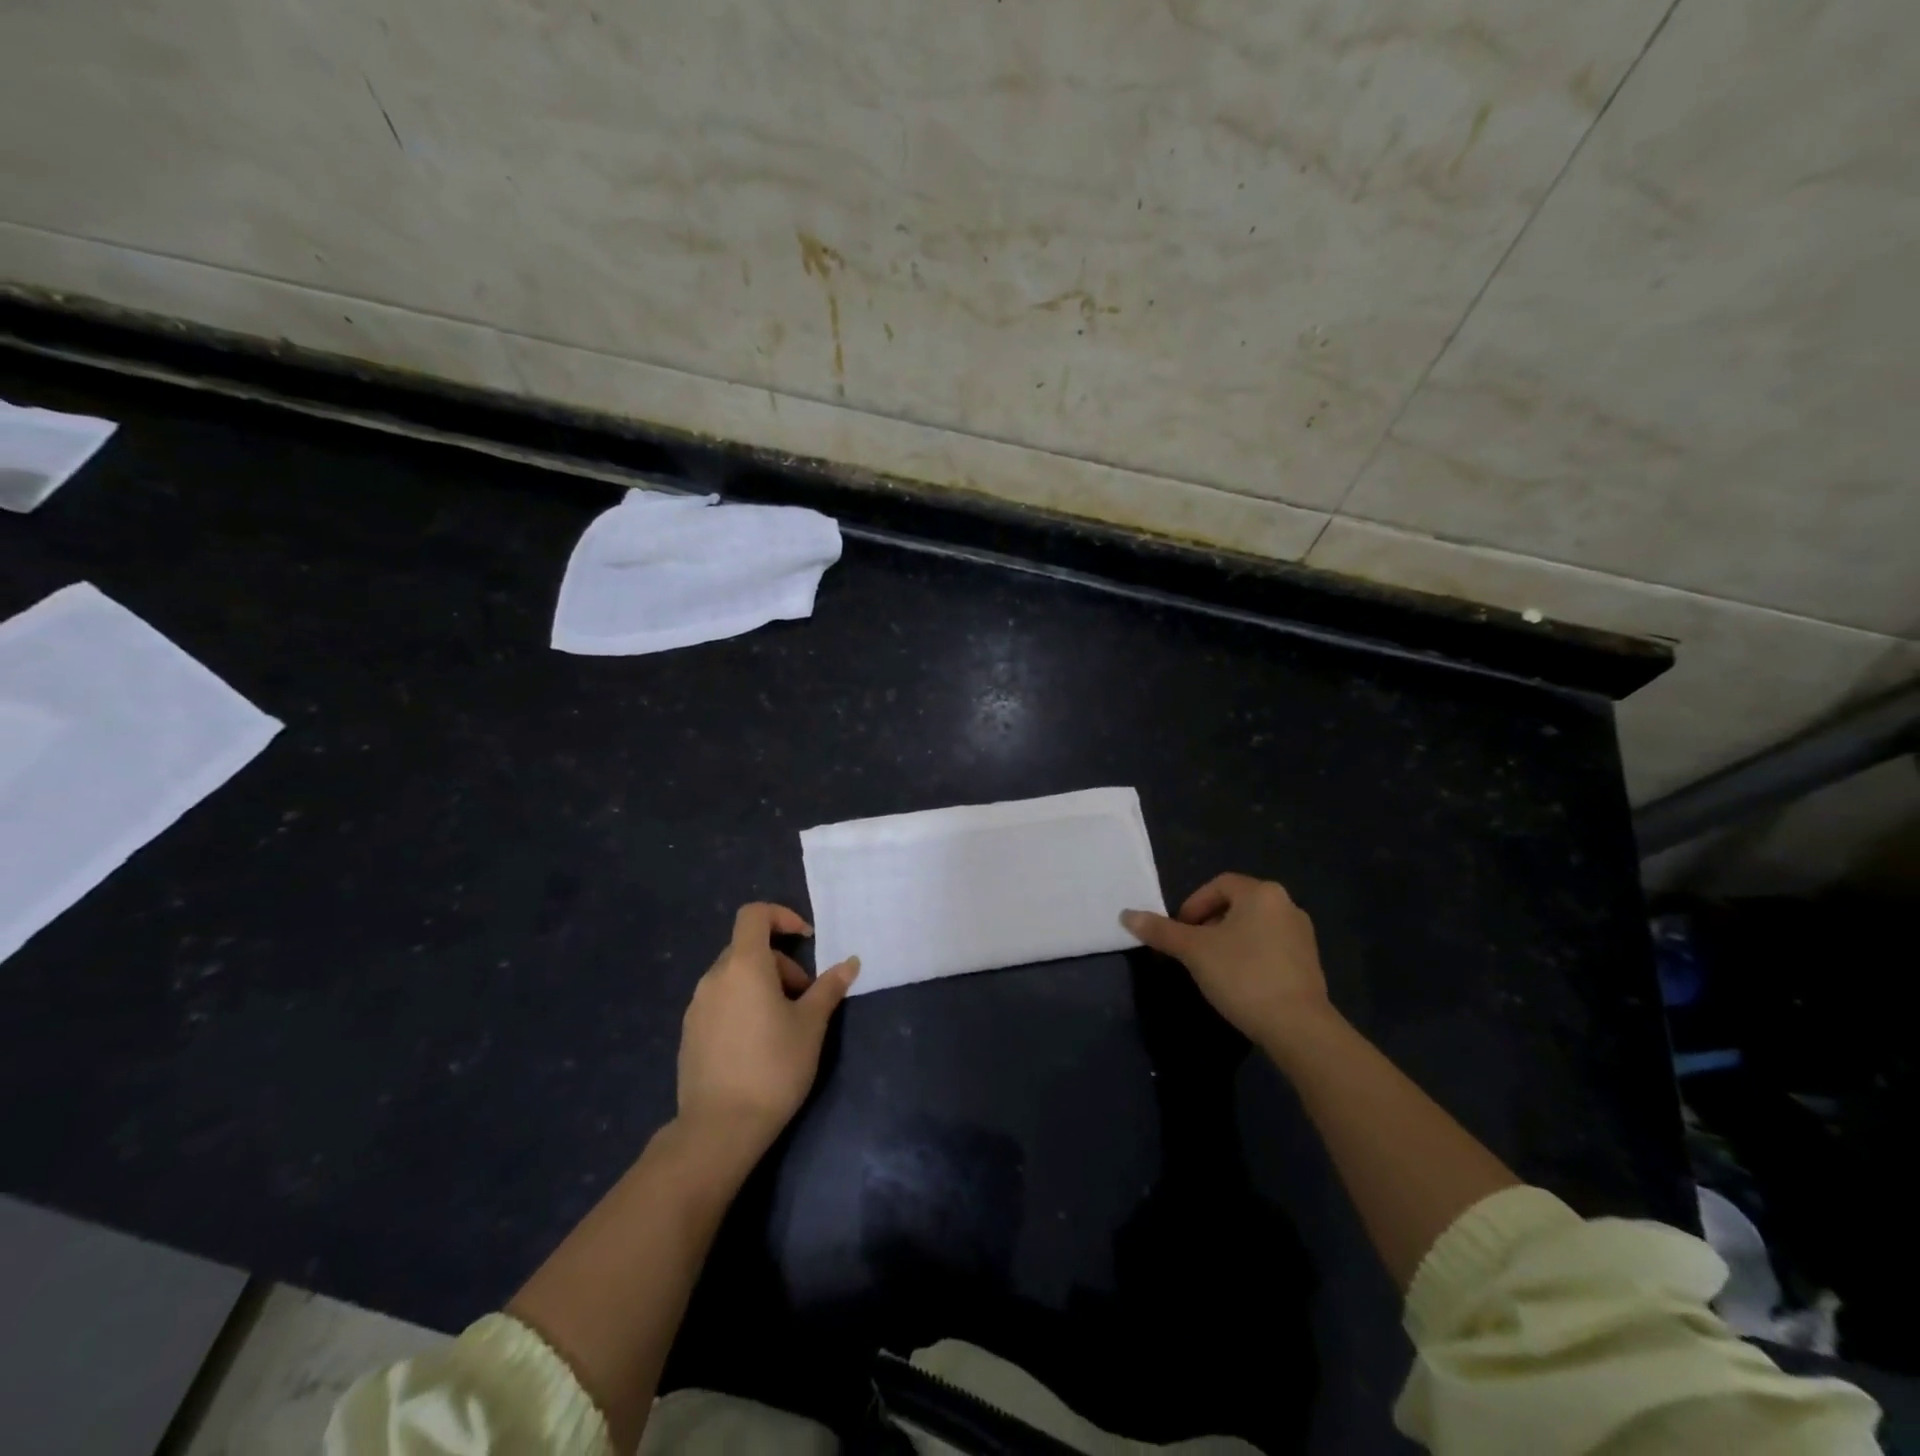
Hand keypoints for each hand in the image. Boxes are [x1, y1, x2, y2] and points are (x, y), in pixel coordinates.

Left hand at [677, 903, 858, 1160]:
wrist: (719, 1128)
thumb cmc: (773, 1067)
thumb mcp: (810, 1025)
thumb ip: (829, 988)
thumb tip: (850, 962)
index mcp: (744, 965)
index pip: (754, 914)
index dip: (782, 916)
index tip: (806, 940)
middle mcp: (714, 977)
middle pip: (748, 948)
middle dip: (781, 963)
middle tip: (804, 998)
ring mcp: (697, 1006)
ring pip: (734, 977)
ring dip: (762, 985)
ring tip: (783, 1024)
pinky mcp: (689, 1033)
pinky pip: (720, 1002)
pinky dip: (742, 1005)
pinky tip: (757, 1045)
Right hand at [1121, 874, 1333, 1048]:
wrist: (1298, 1027)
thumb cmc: (1243, 976)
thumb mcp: (1194, 951)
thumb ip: (1161, 931)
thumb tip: (1126, 915)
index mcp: (1261, 893)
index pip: (1218, 885)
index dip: (1192, 905)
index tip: (1179, 932)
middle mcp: (1286, 905)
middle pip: (1236, 905)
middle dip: (1208, 924)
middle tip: (1191, 951)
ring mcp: (1302, 935)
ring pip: (1253, 927)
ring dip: (1228, 941)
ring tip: (1211, 968)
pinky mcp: (1309, 963)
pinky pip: (1270, 948)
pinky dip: (1250, 957)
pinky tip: (1239, 982)